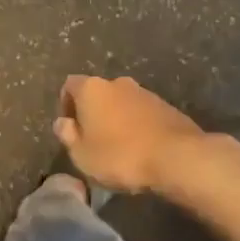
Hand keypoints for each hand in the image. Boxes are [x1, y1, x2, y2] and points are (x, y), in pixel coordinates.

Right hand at [53, 75, 204, 193]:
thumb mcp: (82, 154)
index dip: (66, 104)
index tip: (70, 128)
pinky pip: (143, 114)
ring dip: (117, 119)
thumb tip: (62, 122)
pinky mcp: (167, 107)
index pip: (70, 85)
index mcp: (92, 89)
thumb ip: (67, 135)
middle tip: (93, 140)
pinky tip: (141, 149)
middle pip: (98, 93)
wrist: (177, 157)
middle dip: (94, 112)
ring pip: (122, 103)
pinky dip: (137, 126)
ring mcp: (145, 93)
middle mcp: (118, 83)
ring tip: (119, 148)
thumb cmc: (120, 155)